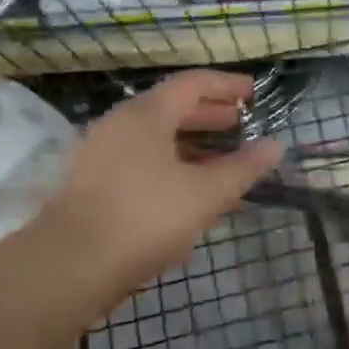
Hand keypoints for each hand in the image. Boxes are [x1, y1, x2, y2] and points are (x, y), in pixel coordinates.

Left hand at [40, 70, 282, 290]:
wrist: (72, 264)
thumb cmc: (146, 216)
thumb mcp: (205, 193)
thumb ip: (243, 168)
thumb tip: (276, 146)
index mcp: (146, 114)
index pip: (192, 84)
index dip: (226, 86)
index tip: (254, 95)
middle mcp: (120, 125)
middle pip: (172, 110)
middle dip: (210, 117)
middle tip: (241, 126)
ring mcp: (102, 155)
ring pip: (156, 141)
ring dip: (192, 148)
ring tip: (223, 164)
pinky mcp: (94, 186)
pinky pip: (142, 164)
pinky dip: (172, 169)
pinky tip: (190, 196)